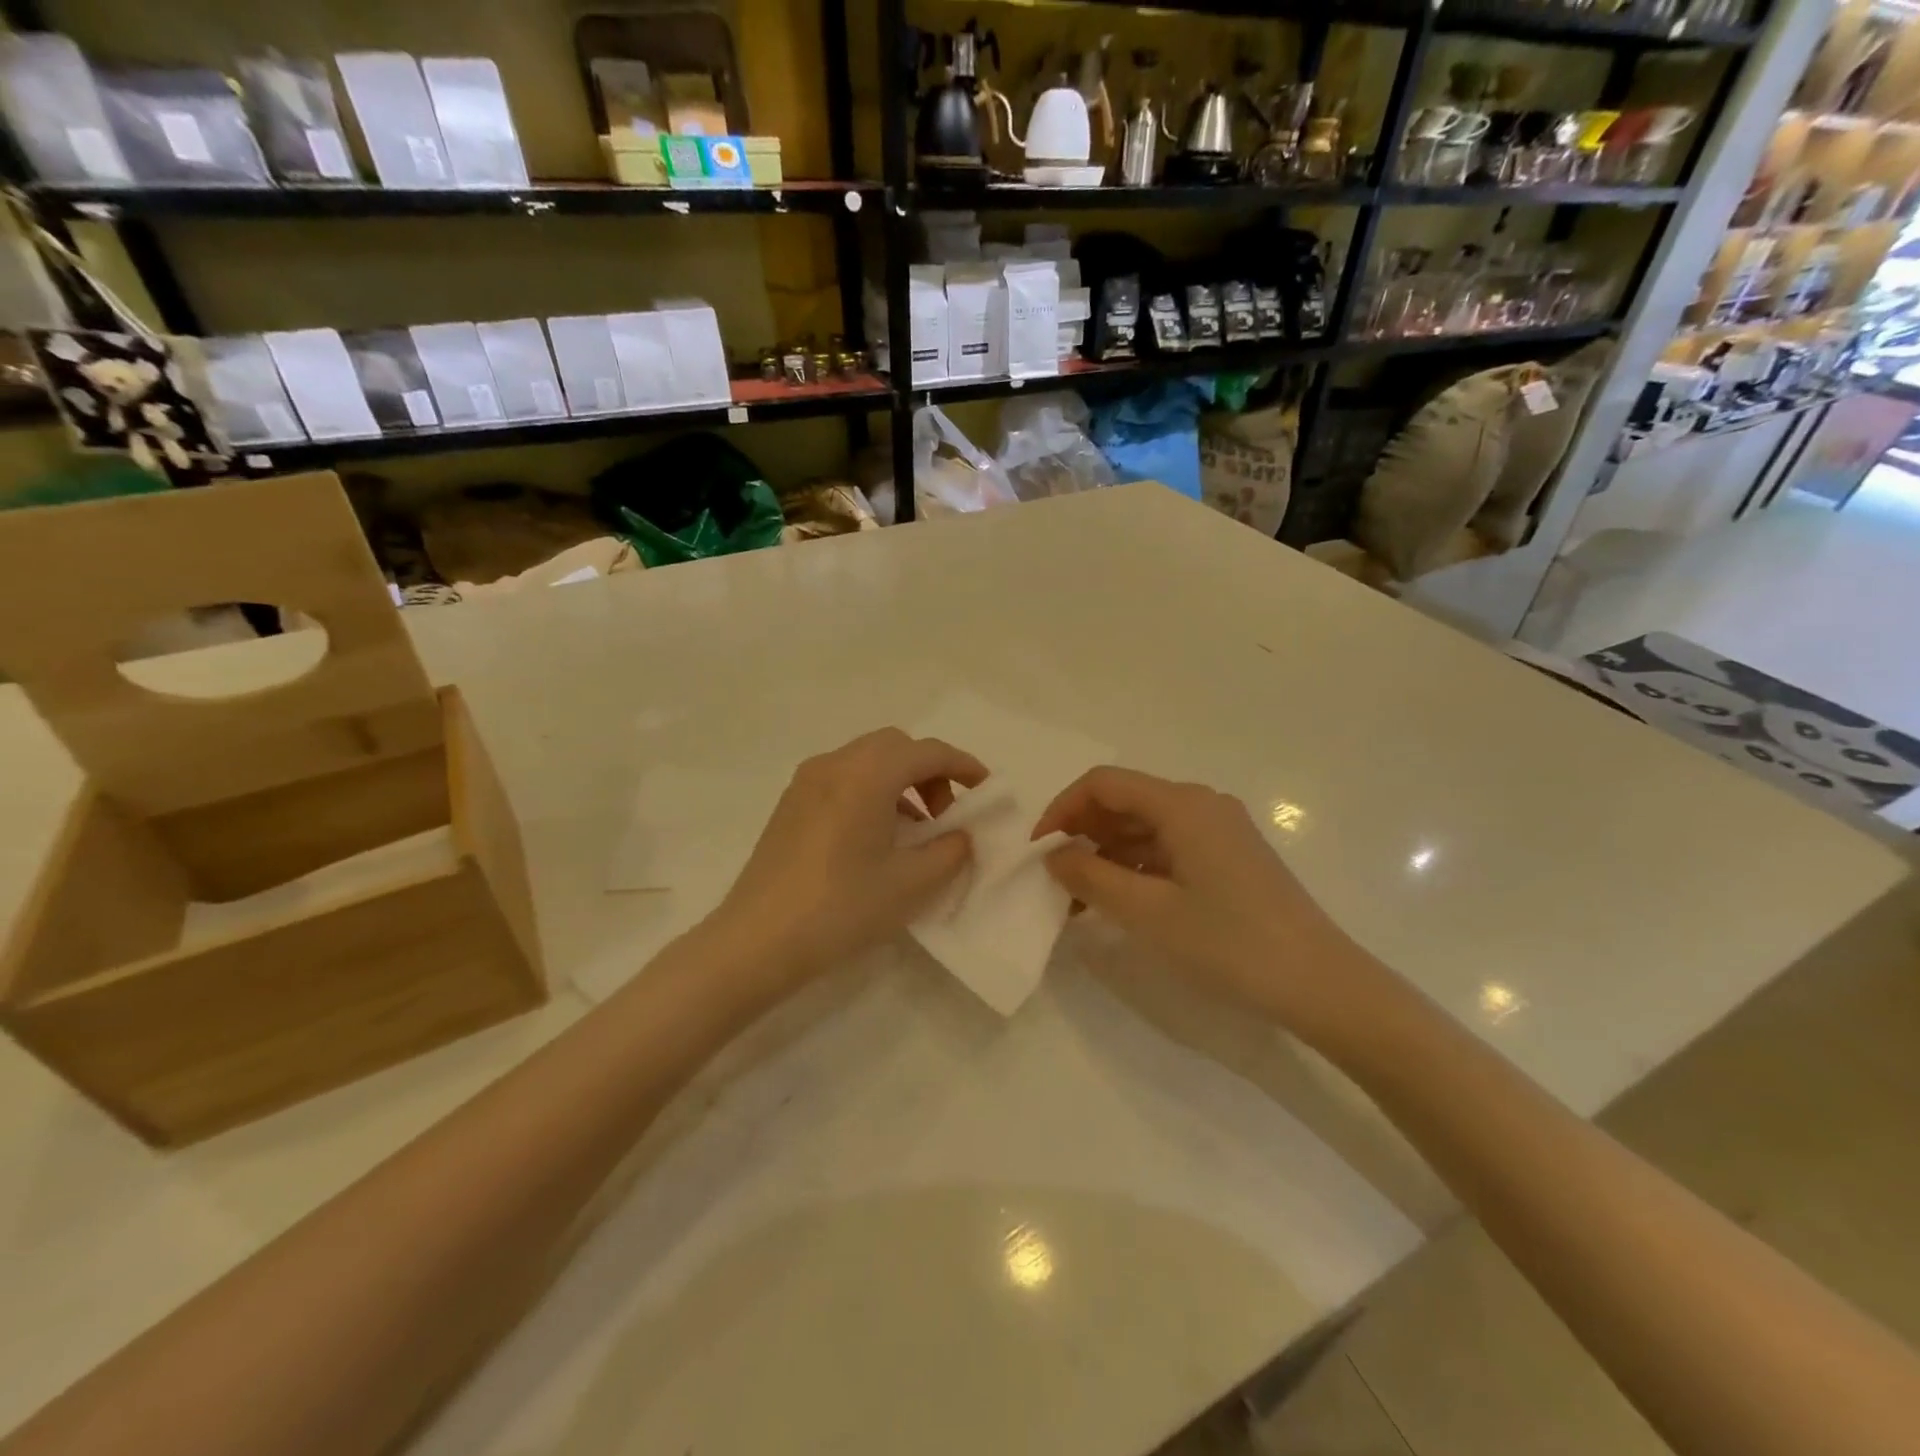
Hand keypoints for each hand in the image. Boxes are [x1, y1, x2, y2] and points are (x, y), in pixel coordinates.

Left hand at [712, 728, 986, 990]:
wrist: (757, 941)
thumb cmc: (842, 907)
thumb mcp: (911, 883)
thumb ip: (949, 850)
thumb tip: (959, 835)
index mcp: (868, 773)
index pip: (929, 751)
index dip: (964, 766)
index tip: (986, 791)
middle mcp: (835, 763)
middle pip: (896, 747)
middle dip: (929, 772)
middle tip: (946, 815)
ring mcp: (807, 781)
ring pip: (867, 761)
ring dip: (900, 782)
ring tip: (915, 831)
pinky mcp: (790, 804)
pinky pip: (843, 780)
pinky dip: (871, 792)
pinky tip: (876, 839)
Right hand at [1032, 767, 1366, 1026]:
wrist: (1322, 985)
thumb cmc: (1231, 944)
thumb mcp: (1149, 913)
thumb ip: (1092, 878)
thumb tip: (1054, 856)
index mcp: (1182, 805)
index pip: (1103, 784)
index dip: (1062, 809)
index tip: (1039, 852)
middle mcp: (1201, 805)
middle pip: (1124, 802)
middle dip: (1082, 834)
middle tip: (1056, 880)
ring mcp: (1220, 831)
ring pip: (1145, 827)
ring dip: (1107, 855)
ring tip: (1081, 900)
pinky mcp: (1230, 857)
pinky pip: (1169, 848)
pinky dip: (1137, 868)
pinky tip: (1121, 902)